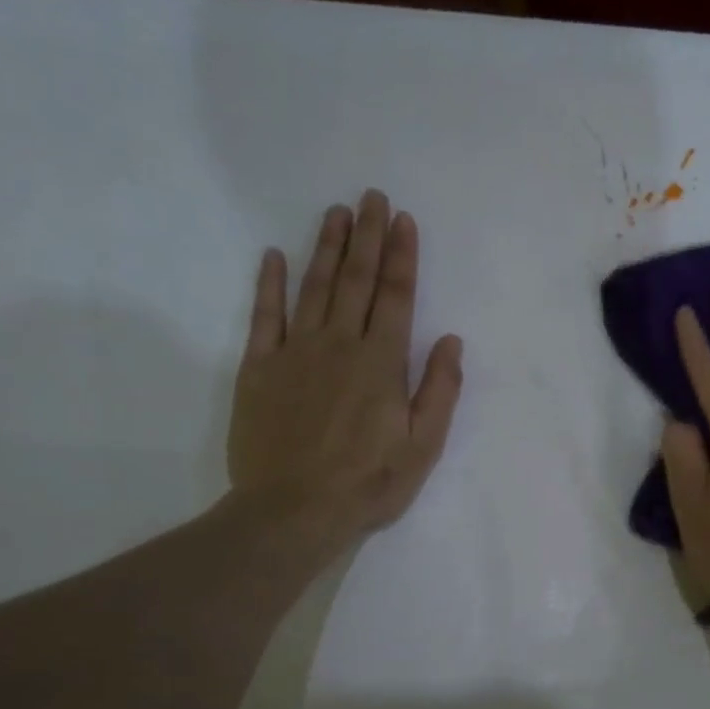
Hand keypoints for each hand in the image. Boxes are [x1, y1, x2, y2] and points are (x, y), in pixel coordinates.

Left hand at [228, 189, 463, 560]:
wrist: (293, 511)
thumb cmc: (368, 483)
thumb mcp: (423, 447)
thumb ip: (439, 391)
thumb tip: (450, 341)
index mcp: (382, 363)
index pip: (396, 297)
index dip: (401, 256)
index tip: (402, 220)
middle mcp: (340, 345)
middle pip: (356, 281)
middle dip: (366, 237)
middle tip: (370, 197)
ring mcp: (295, 353)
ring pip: (313, 288)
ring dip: (326, 248)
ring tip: (335, 213)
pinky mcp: (259, 369)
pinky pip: (264, 316)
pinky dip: (269, 284)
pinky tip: (274, 256)